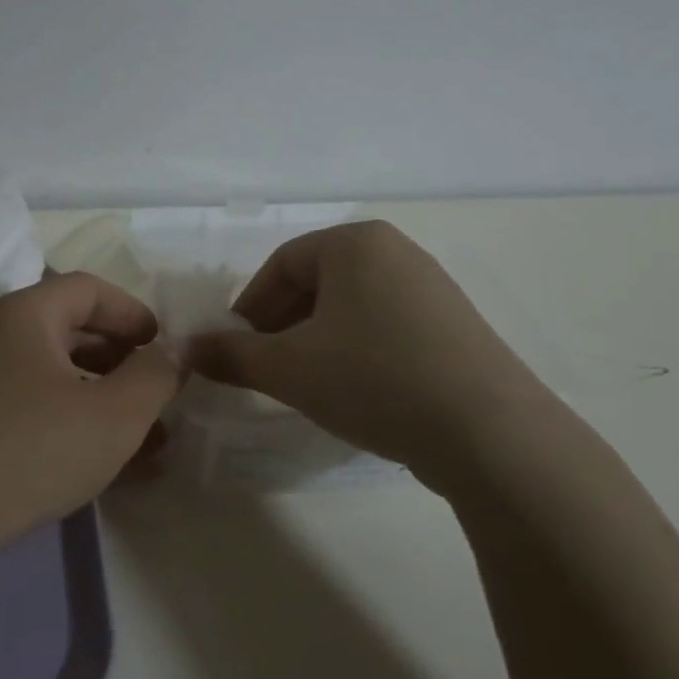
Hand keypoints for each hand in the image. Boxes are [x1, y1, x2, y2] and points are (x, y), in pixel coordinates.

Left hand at [0, 273, 182, 560]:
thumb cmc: (30, 450)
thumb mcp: (113, 414)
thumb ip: (154, 376)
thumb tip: (170, 353)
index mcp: (27, 314)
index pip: (89, 289)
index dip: (133, 312)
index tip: (164, 348)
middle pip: (73, 330)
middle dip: (124, 361)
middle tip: (158, 395)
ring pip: (57, 376)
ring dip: (103, 399)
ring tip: (146, 441)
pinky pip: (35, 407)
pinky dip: (73, 423)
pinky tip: (103, 463)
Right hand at [186, 221, 550, 498]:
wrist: (490, 435)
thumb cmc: (374, 379)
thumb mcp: (289, 368)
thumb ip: (232, 355)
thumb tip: (187, 349)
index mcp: (355, 243)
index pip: (281, 265)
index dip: (249, 306)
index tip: (234, 347)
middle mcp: (397, 252)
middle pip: (316, 283)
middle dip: (281, 325)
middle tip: (264, 367)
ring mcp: (432, 288)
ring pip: (350, 307)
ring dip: (315, 340)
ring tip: (305, 383)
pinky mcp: (455, 327)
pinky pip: (385, 326)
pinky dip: (356, 351)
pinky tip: (354, 391)